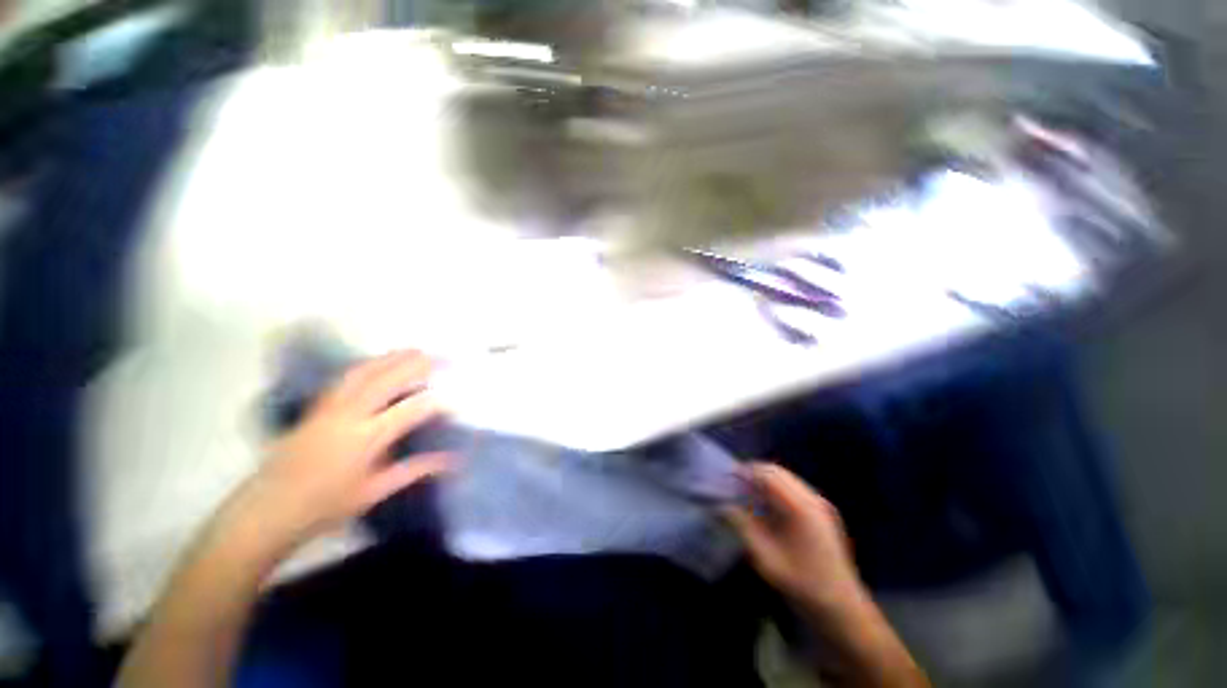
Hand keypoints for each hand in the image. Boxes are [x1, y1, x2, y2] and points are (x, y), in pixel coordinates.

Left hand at [243, 350, 452, 542]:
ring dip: (392, 358)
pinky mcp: (317, 407)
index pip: (410, 410)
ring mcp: (330, 407)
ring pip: (364, 372)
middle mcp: (348, 415)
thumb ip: (415, 470)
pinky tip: (379, 362)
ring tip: (414, 351)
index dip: (437, 402)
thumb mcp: (374, 491)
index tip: (456, 399)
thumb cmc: (325, 506)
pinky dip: (368, 365)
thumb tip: (452, 461)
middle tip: (441, 357)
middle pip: (387, 379)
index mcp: (365, 438)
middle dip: (417, 365)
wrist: (268, 509)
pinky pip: (347, 377)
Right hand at [725, 463, 863, 613]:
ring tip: (746, 493)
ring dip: (765, 480)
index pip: (768, 475)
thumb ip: (742, 527)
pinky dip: (777, 489)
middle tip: (734, 484)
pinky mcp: (823, 512)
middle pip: (778, 472)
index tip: (727, 477)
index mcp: (800, 508)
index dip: (745, 472)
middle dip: (754, 473)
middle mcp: (813, 499)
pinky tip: (766, 505)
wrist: (842, 608)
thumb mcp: (765, 558)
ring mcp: (821, 504)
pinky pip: (795, 489)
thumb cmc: (801, 584)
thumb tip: (722, 506)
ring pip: (787, 478)